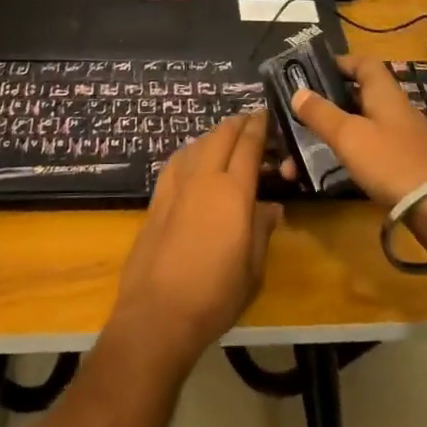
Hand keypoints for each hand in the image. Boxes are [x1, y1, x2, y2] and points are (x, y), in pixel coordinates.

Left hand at [111, 110, 280, 373]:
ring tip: (224, 137)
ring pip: (196, 145)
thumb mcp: (253, 268)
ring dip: (213, 135)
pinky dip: (189, 151)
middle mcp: (204, 179)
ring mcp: (176, 187)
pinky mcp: (156, 199)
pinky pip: (176, 162)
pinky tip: (192, 158)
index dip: (257, 127)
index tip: (264, 115)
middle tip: (249, 120)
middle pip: (220, 137)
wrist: (158, 312)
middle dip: (236, 124)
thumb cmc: (215, 295)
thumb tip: (271, 207)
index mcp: (233, 193)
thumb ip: (261, 230)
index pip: (248, 147)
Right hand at [288, 55, 426, 208]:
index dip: (339, 62)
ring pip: (360, 127)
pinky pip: (368, 151)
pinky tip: (329, 170)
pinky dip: (347, 156)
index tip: (311, 71)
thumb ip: (321, 113)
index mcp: (384, 93)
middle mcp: (394, 110)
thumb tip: (298, 91)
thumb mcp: (349, 135)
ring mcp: (401, 139)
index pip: (364, 63)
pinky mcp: (404, 165)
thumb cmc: (392, 161)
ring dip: (332, 135)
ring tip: (299, 154)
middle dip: (327, 104)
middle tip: (298, 114)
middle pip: (358, 96)